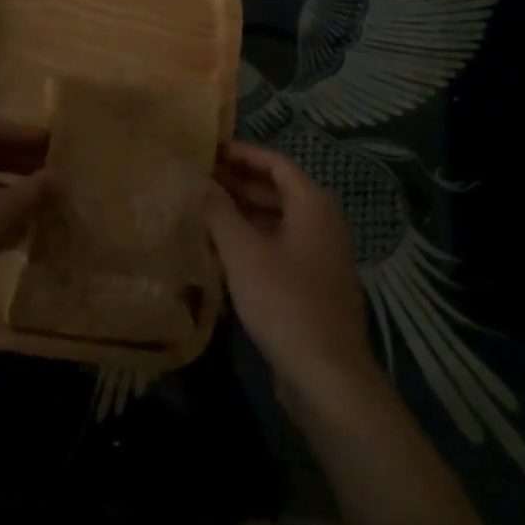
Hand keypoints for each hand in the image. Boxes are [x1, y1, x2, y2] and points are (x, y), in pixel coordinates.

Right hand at [203, 142, 377, 410]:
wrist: (326, 374)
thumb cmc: (284, 301)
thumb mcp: (243, 252)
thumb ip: (218, 211)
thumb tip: (198, 181)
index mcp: (313, 205)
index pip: (275, 162)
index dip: (241, 153)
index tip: (208, 150)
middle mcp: (321, 222)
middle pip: (277, 189)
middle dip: (238, 181)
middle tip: (198, 177)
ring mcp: (319, 254)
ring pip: (276, 219)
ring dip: (242, 211)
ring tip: (202, 208)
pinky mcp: (311, 283)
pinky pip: (278, 245)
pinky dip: (252, 237)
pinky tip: (222, 247)